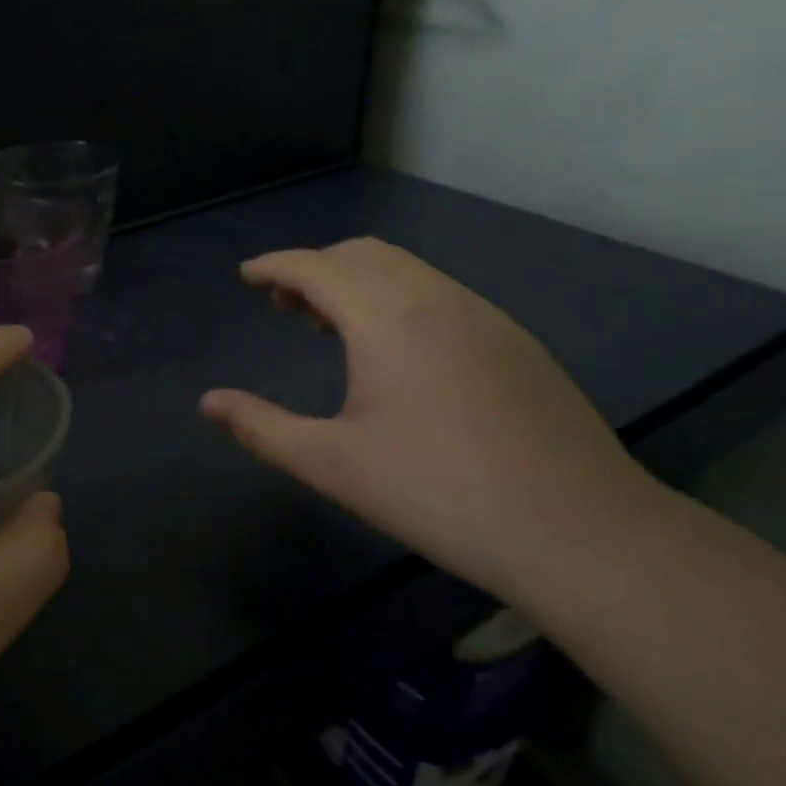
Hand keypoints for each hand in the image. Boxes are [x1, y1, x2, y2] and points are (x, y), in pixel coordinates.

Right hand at [200, 238, 664, 600]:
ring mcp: (484, 316)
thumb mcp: (331, 464)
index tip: (247, 276)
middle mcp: (436, 298)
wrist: (578, 531)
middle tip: (284, 305)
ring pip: (406, 271)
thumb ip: (260, 426)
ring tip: (330, 326)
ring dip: (359, 282)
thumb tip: (208, 403)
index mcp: (386, 317)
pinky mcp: (515, 341)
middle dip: (315, 268)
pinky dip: (398, 299)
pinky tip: (396, 352)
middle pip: (362, 254)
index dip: (274, 266)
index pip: (316, 267)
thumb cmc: (436, 492)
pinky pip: (439, 294)